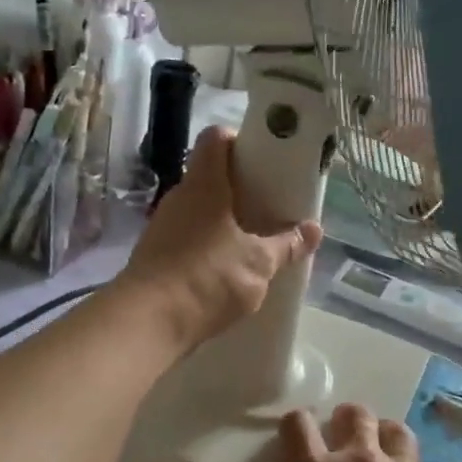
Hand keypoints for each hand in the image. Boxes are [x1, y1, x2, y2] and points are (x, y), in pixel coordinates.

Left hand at [116, 127, 322, 352]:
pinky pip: (188, 237)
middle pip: (209, 175)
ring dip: (224, 219)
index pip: (215, 138)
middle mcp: (179, 198)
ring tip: (254, 238)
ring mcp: (163, 226)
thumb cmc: (207, 278)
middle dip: (239, 186)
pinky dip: (208, 244)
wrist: (147, 322)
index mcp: (204, 185)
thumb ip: (287, 245)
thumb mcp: (258, 263)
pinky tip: (228, 267)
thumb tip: (314, 229)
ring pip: (198, 209)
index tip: (264, 158)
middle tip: (269, 203)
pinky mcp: (155, 255)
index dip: (239, 140)